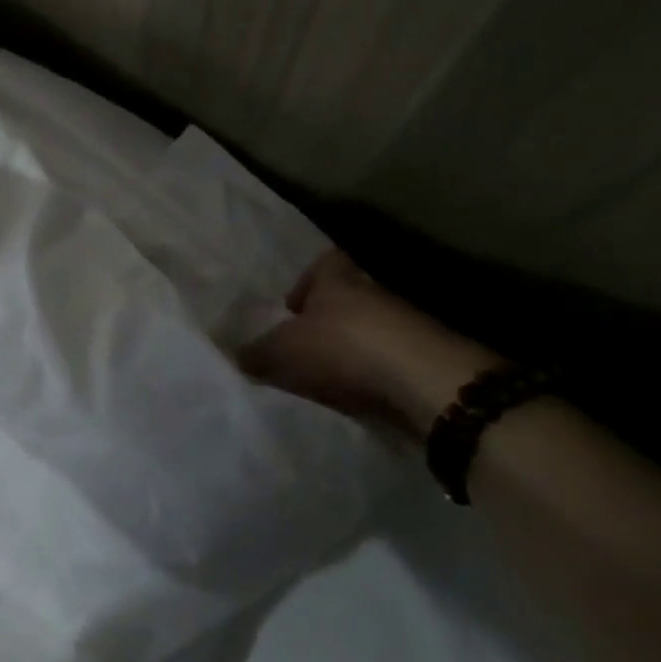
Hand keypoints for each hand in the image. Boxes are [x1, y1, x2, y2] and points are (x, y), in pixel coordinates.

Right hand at [239, 251, 498, 441]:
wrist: (424, 382)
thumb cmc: (343, 347)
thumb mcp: (282, 351)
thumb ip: (257, 353)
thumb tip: (236, 356)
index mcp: (337, 277)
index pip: (323, 263)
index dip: (306, 282)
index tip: (291, 308)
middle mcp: (372, 292)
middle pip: (346, 300)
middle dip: (325, 321)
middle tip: (301, 348)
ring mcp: (405, 325)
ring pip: (369, 331)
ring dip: (350, 351)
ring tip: (325, 379)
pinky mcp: (425, 360)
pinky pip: (388, 363)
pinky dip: (372, 377)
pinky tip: (356, 397)